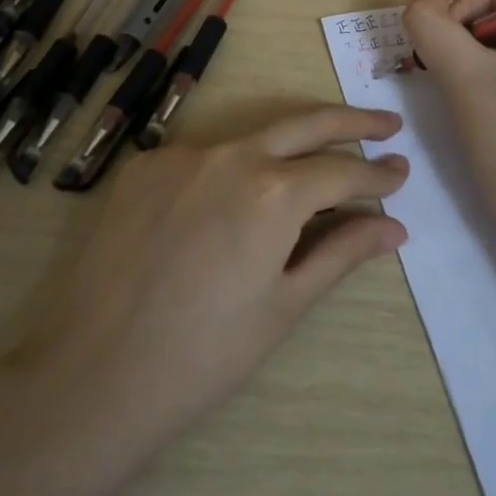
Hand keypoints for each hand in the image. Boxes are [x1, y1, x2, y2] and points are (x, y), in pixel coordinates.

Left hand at [8, 106, 408, 451]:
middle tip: (386, 126)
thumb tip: (394, 227)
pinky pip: (203, 157)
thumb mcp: (283, 305)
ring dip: (290, 147)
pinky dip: (231, 170)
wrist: (94, 373)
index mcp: (273, 191)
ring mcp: (182, 153)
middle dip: (353, 123)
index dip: (377, 176)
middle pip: (306, 123)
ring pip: (252, 138)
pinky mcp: (145, 164)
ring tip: (317, 164)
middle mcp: (231, 154)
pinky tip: (233, 201)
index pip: (341, 172)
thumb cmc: (203, 354)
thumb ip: (341, 253)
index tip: (402, 174)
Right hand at [402, 0, 495, 266]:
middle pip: (494, 5)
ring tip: (472, 102)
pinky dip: (489, 77)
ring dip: (471, 60)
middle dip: (464, 39)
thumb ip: (429, 23)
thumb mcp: (461, 75)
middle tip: (457, 85)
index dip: (456, 13)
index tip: (452, 63)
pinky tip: (487, 112)